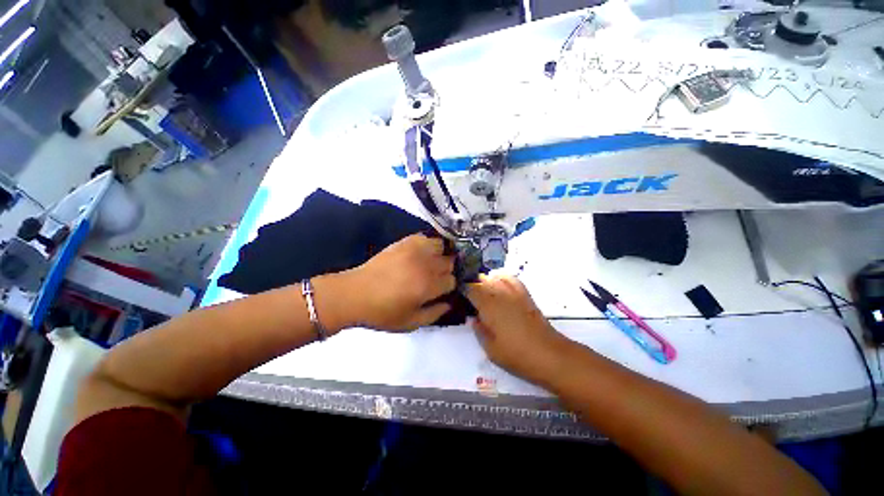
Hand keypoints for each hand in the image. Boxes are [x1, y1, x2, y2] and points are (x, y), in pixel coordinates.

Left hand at [320, 234, 455, 331]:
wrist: (355, 294)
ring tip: (432, 262)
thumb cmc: (383, 312)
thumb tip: (449, 304)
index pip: (451, 281)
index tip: (441, 290)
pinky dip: (428, 244)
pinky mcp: (404, 242)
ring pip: (441, 246)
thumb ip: (434, 314)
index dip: (448, 287)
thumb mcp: (410, 323)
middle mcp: (425, 265)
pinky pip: (424, 237)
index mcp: (428, 286)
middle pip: (449, 262)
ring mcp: (415, 251)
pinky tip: (422, 253)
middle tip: (437, 277)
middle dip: (446, 271)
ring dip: (440, 255)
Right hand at [465, 275, 571, 384]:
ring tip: (481, 289)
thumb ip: (479, 330)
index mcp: (488, 306)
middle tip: (467, 295)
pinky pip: (510, 278)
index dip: (462, 289)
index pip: (470, 289)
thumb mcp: (490, 349)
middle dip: (472, 284)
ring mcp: (513, 292)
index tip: (458, 294)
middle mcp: (499, 294)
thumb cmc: (516, 355)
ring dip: (485, 280)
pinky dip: (501, 277)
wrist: (549, 354)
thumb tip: (474, 318)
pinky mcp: (524, 294)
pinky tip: (499, 283)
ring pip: (495, 276)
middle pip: (481, 280)